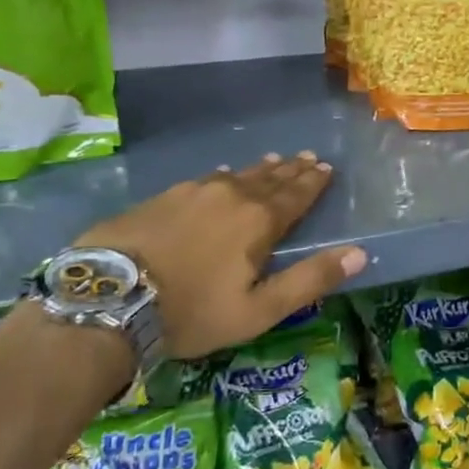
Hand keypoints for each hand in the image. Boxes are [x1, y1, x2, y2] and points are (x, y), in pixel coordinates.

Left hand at [75, 152, 367, 357]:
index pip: (296, 195)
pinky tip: (221, 174)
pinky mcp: (162, 197)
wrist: (108, 298)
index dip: (313, 183)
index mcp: (259, 221)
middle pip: (269, 179)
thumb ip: (310, 280)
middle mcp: (231, 196)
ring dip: (260, 169)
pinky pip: (205, 179)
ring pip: (237, 175)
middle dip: (292, 170)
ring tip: (274, 161)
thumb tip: (360, 253)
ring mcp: (192, 192)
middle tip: (308, 158)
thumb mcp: (259, 310)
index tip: (326, 168)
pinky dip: (223, 176)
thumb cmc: (192, 311)